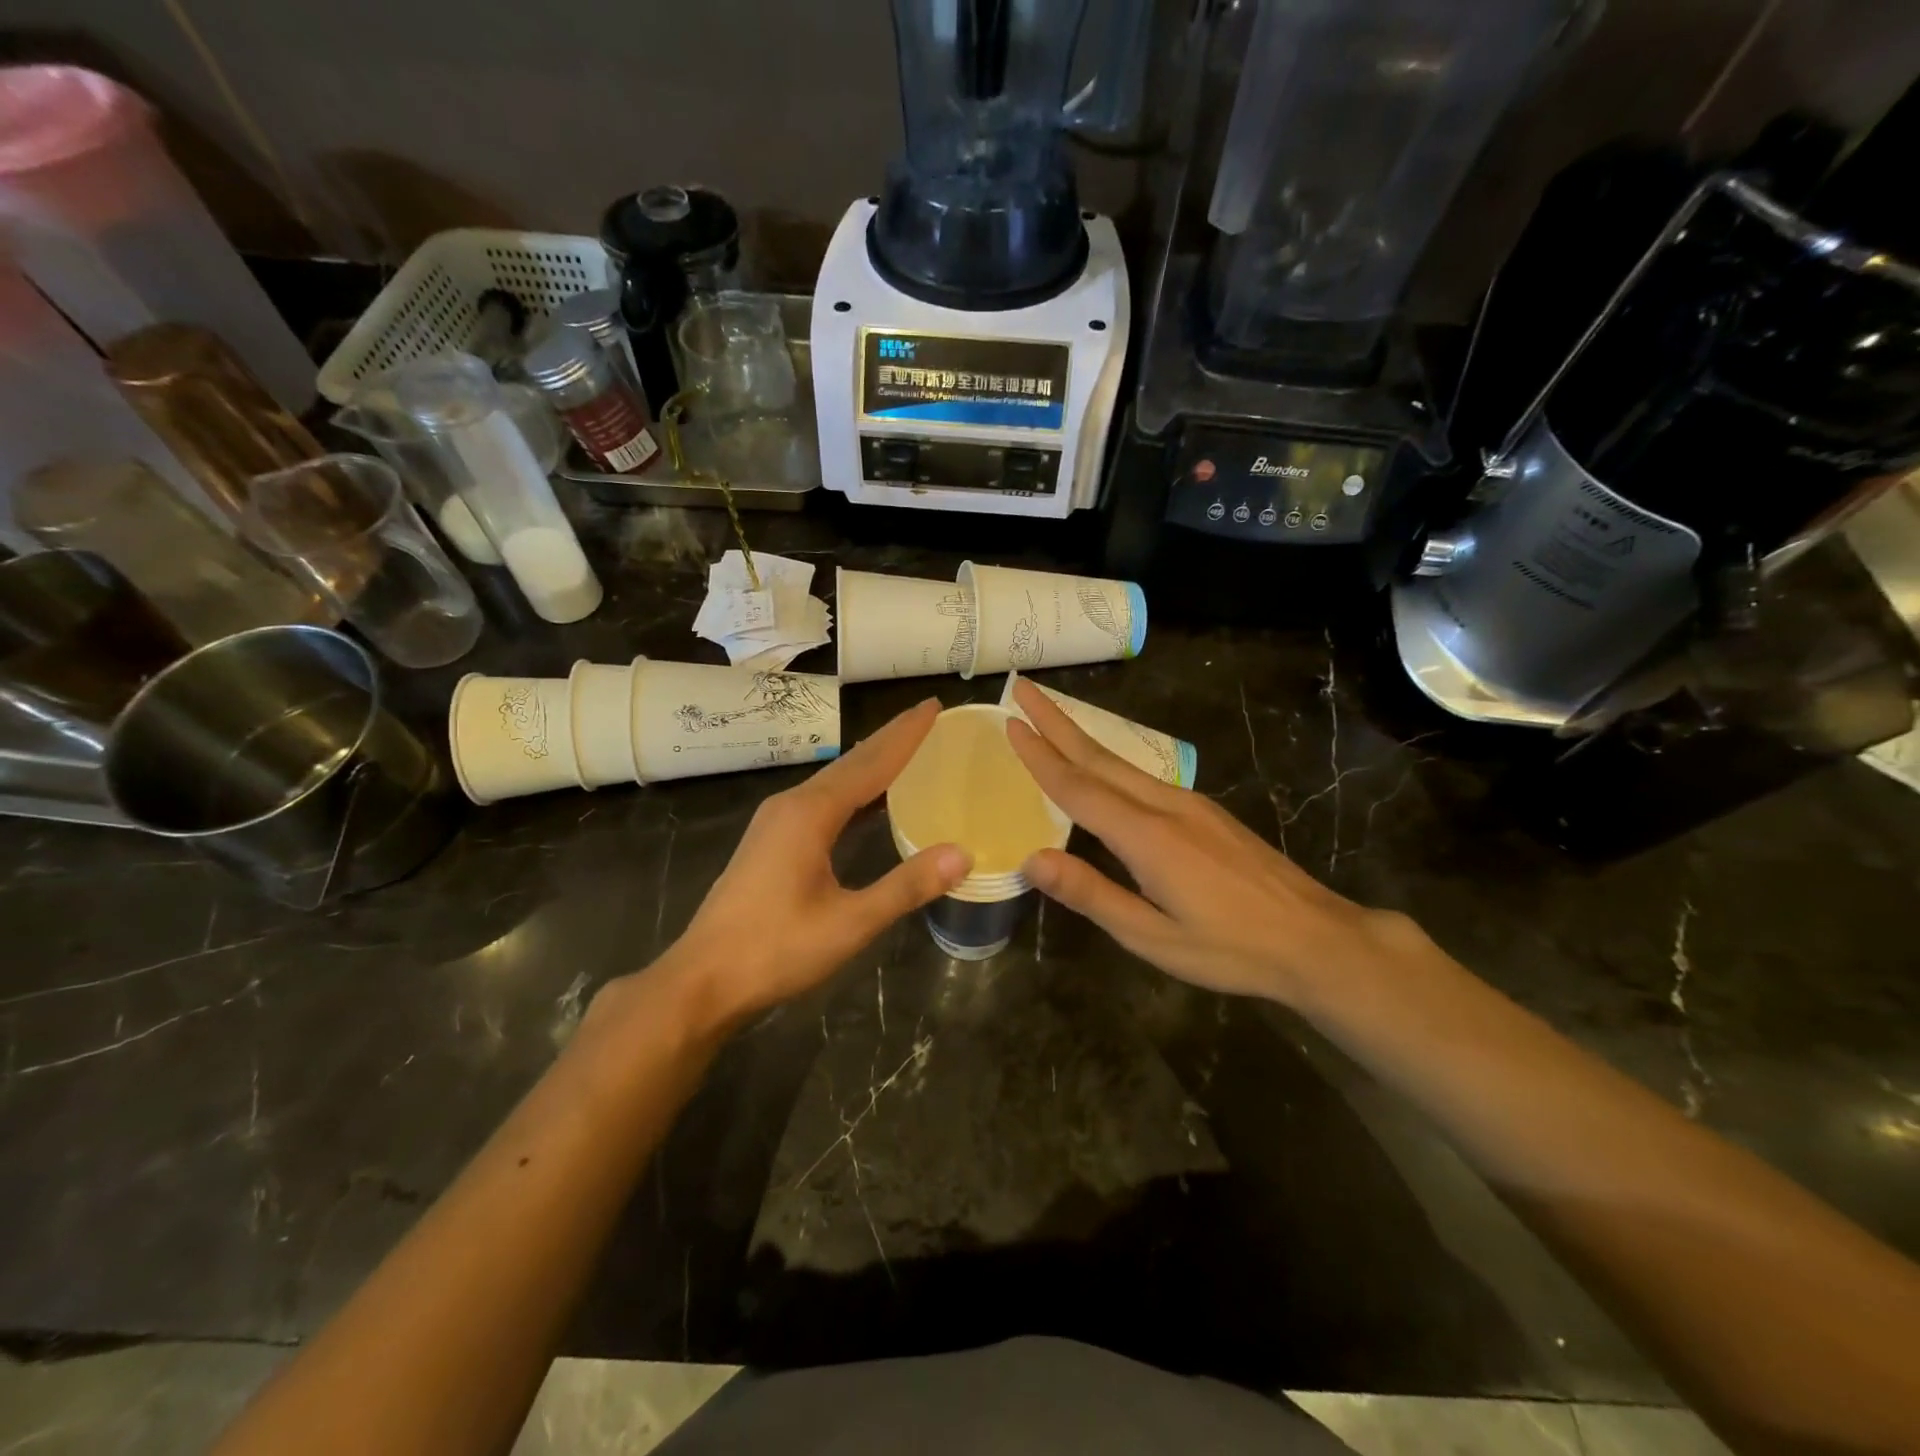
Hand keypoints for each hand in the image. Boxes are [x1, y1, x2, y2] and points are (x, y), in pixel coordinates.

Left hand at [647, 699, 970, 1029]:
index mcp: (811, 814)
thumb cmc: (775, 950)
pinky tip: (868, 801)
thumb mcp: (850, 923)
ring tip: (906, 748)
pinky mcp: (771, 841)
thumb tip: (961, 854)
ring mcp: (776, 822)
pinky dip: (853, 791)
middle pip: (851, 763)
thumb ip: (906, 886)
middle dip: (890, 739)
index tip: (933, 706)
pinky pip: (822, 801)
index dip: (905, 735)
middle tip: (927, 716)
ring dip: (871, 763)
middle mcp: (791, 805)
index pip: (870, 764)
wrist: (702, 980)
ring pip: (834, 781)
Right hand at [1005, 678, 1417, 1005]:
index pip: (1078, 787)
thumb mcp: (1152, 937)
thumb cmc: (1231, 947)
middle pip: (1099, 756)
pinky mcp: (1204, 810)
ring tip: (1048, 717)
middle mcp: (1165, 805)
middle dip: (1056, 720)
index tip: (1010, 722)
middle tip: (1022, 687)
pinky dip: (1107, 759)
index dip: (1041, 755)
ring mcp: (1189, 803)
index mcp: (1146, 835)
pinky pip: (1141, 775)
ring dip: (1080, 735)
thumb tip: (1031, 859)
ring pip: (1121, 761)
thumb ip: (1092, 894)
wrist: (1315, 938)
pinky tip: (1100, 765)